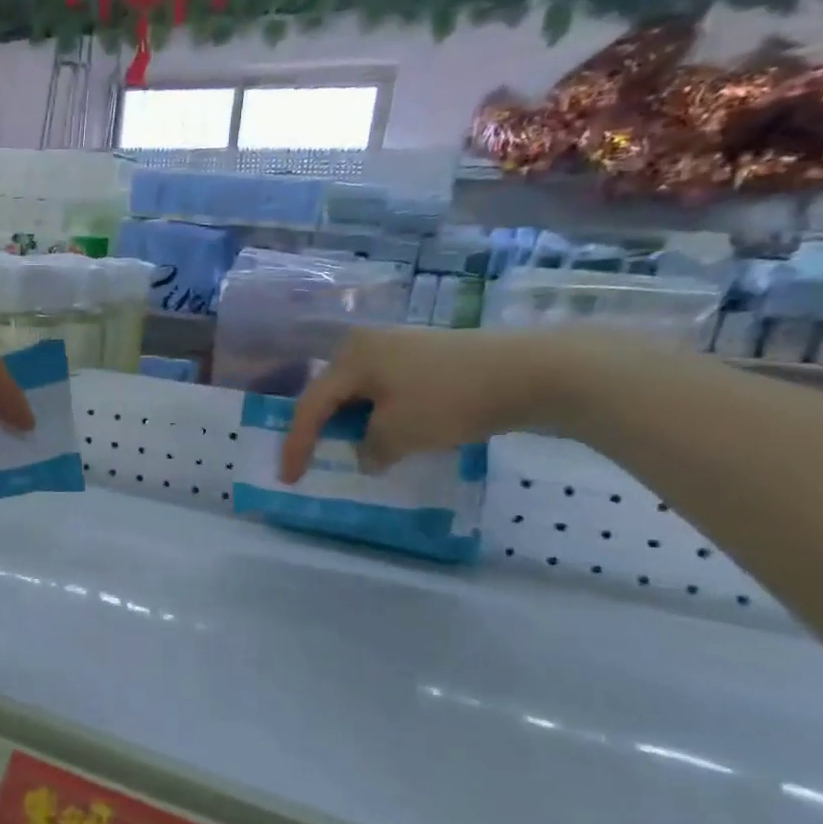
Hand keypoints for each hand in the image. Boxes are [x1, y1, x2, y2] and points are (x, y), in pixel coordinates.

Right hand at [280, 326, 616, 480]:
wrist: (534, 372)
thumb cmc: (450, 400)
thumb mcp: (398, 434)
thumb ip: (369, 448)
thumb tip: (367, 454)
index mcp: (352, 357)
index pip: (311, 406)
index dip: (297, 445)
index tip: (288, 478)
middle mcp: (370, 345)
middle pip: (333, 394)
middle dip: (322, 430)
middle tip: (312, 460)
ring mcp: (404, 348)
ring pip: (363, 394)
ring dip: (356, 425)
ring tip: (354, 453)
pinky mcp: (432, 359)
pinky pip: (391, 392)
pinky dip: (383, 417)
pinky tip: (393, 438)